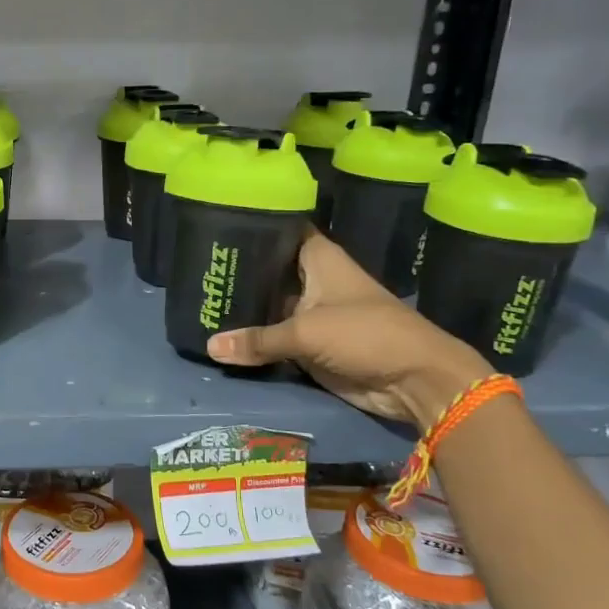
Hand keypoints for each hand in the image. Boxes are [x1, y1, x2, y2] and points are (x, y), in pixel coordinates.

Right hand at [207, 231, 495, 432]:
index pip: (280, 231)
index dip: (251, 228)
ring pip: (267, 306)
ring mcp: (310, 314)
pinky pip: (273, 338)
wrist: (413, 380)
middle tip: (195, 272)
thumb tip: (209, 347)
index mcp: (318, 259)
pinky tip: (218, 336)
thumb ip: (257, 339)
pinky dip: (252, 340)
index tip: (214, 229)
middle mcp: (312, 281)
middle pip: (267, 271)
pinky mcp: (309, 345)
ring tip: (197, 302)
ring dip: (242, 310)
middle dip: (237, 274)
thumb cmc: (366, 335)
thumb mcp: (306, 332)